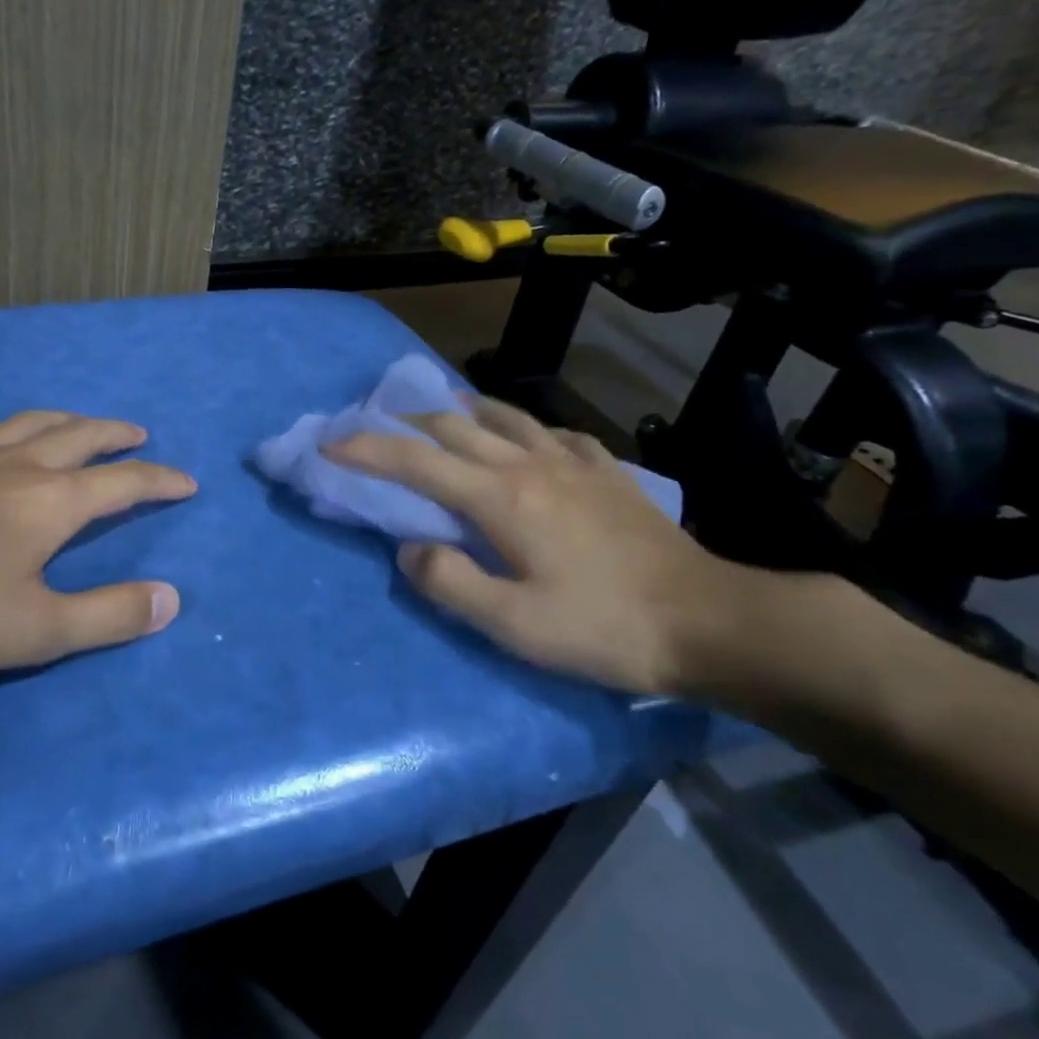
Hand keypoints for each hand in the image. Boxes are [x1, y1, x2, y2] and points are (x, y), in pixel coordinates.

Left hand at [0, 409, 196, 675]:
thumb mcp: (36, 631)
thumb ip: (108, 615)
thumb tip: (171, 599)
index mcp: (51, 503)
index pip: (124, 483)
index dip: (161, 481)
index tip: (187, 482)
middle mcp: (15, 465)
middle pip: (79, 436)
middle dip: (115, 436)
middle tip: (138, 436)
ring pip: (25, 422)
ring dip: (61, 420)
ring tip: (78, 424)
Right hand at [325, 398, 758, 695]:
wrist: (708, 622)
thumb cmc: (603, 627)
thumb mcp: (513, 626)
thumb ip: (449, 583)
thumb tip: (408, 549)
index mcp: (499, 497)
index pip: (415, 461)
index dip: (366, 449)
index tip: (329, 445)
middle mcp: (528, 464)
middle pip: (453, 426)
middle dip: (405, 423)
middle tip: (375, 427)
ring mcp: (571, 462)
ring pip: (503, 416)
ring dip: (460, 410)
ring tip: (439, 412)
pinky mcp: (606, 471)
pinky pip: (552, 432)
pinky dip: (522, 426)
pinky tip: (526, 437)